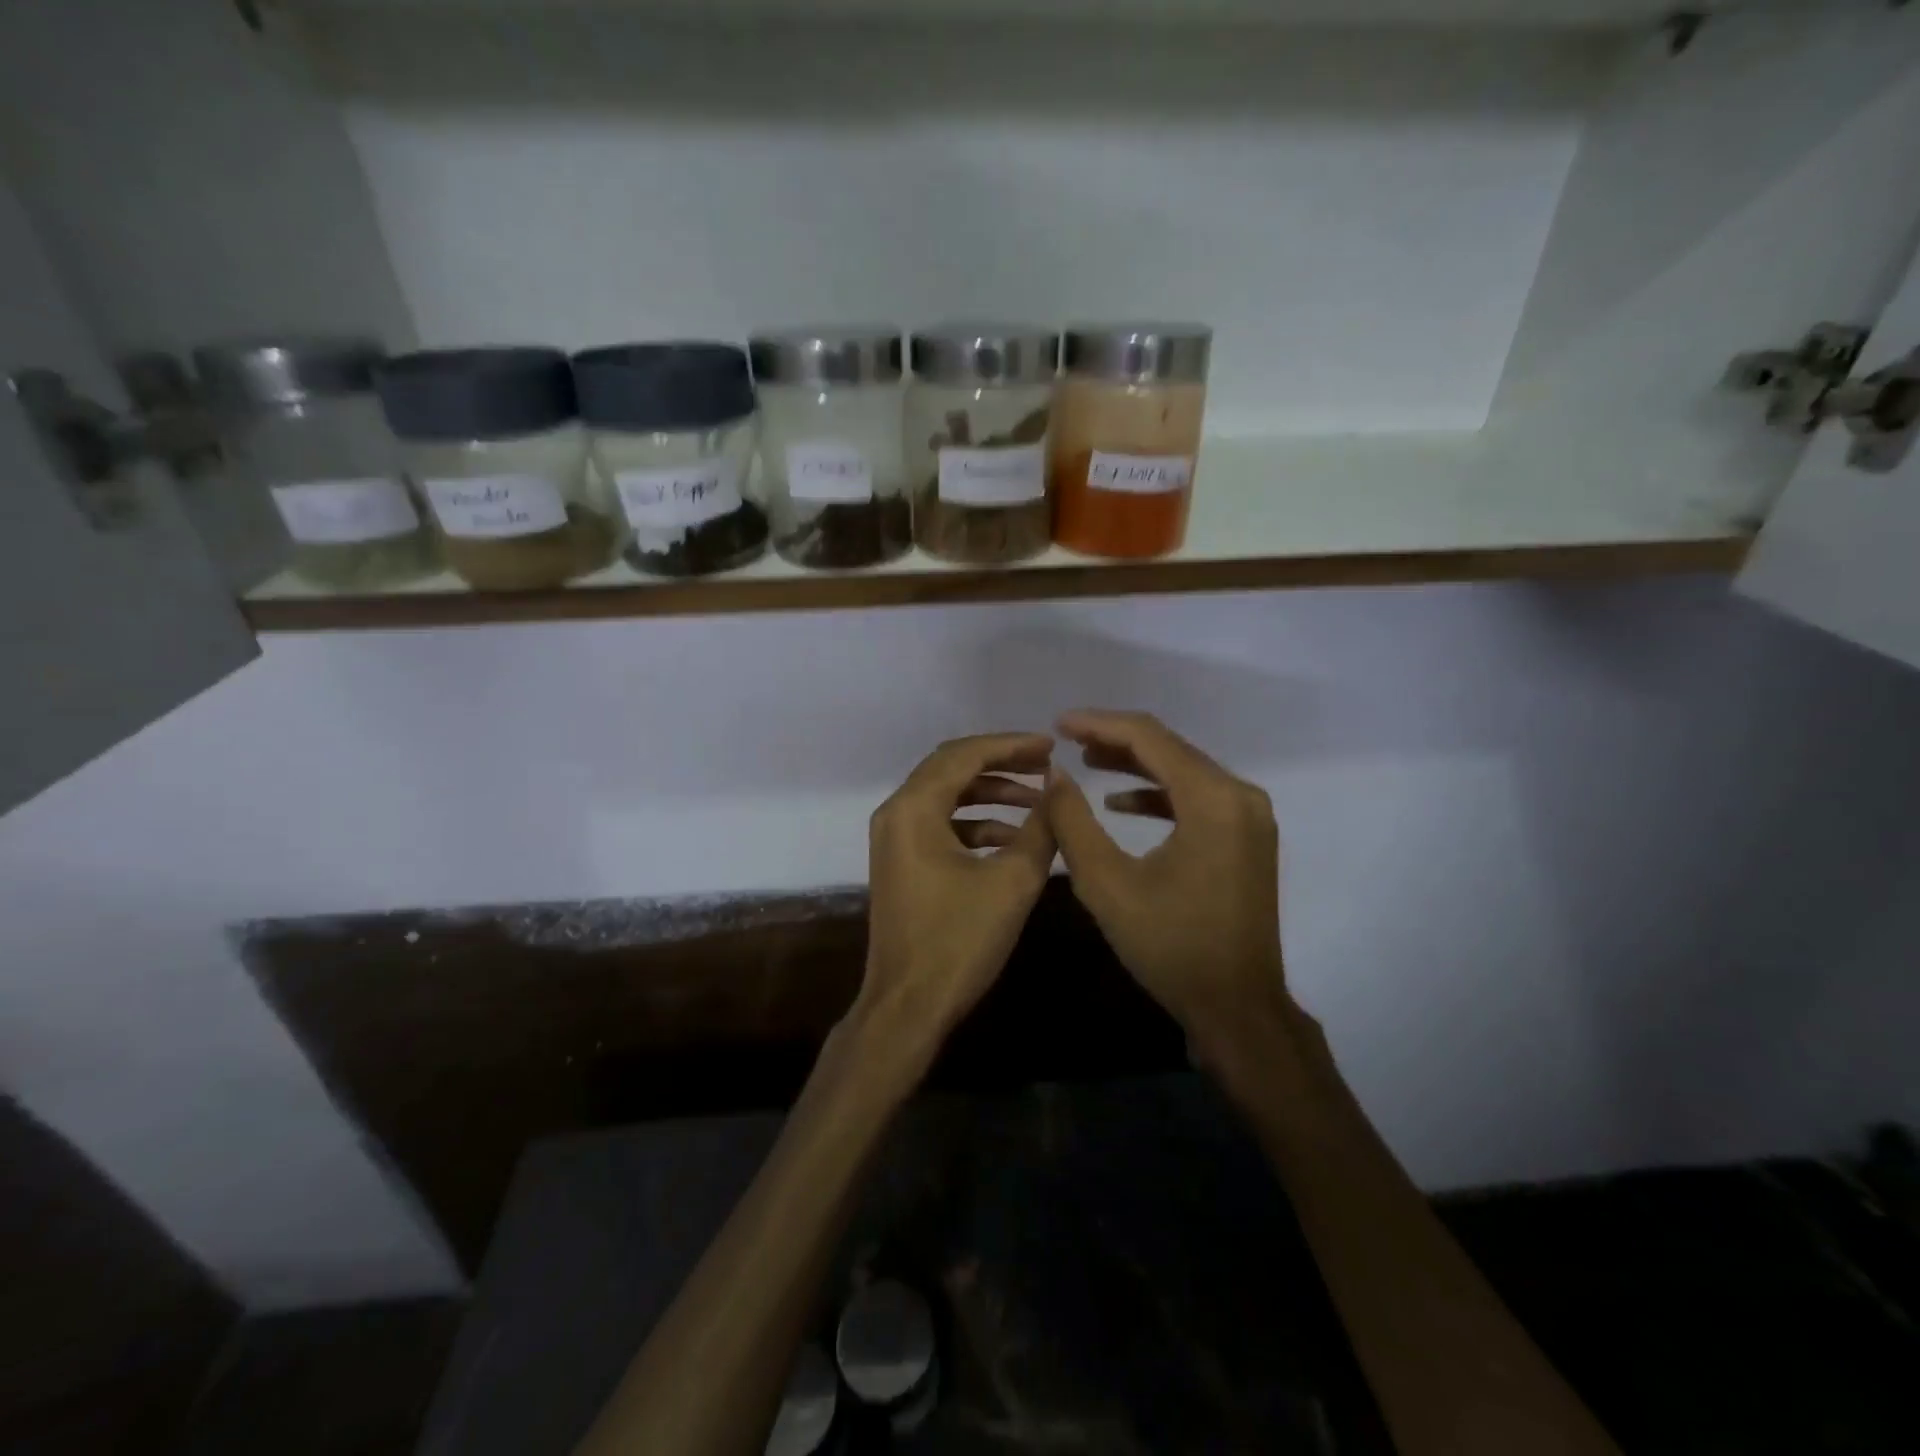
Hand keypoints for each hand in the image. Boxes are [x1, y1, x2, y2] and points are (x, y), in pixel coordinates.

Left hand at [858, 733, 1057, 1056]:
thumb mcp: (1012, 881)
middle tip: (1045, 764)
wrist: (908, 1005)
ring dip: (991, 794)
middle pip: (952, 768)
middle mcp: (896, 813)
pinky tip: (1014, 838)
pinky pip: (941, 825)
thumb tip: (1059, 788)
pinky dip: (976, 823)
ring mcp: (894, 839)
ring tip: (1038, 801)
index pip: (965, 755)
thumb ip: (1041, 827)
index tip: (1051, 746)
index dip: (1011, 746)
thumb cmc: (958, 941)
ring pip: (947, 796)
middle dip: (1001, 763)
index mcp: (913, 808)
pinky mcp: (902, 862)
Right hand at [1044, 711, 1289, 1052]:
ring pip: (1184, 770)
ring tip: (1086, 762)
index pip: (1150, 738)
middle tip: (1065, 740)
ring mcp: (1250, 817)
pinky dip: (1158, 793)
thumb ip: (1073, 822)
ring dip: (1135, 764)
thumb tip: (1054, 774)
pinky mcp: (1247, 837)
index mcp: (1213, 799)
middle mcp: (1241, 796)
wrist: (1237, 1007)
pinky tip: (1121, 803)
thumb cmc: (1170, 946)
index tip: (1057, 724)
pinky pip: (1197, 797)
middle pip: (1170, 748)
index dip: (1099, 724)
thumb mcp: (1106, 883)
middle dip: (1115, 740)